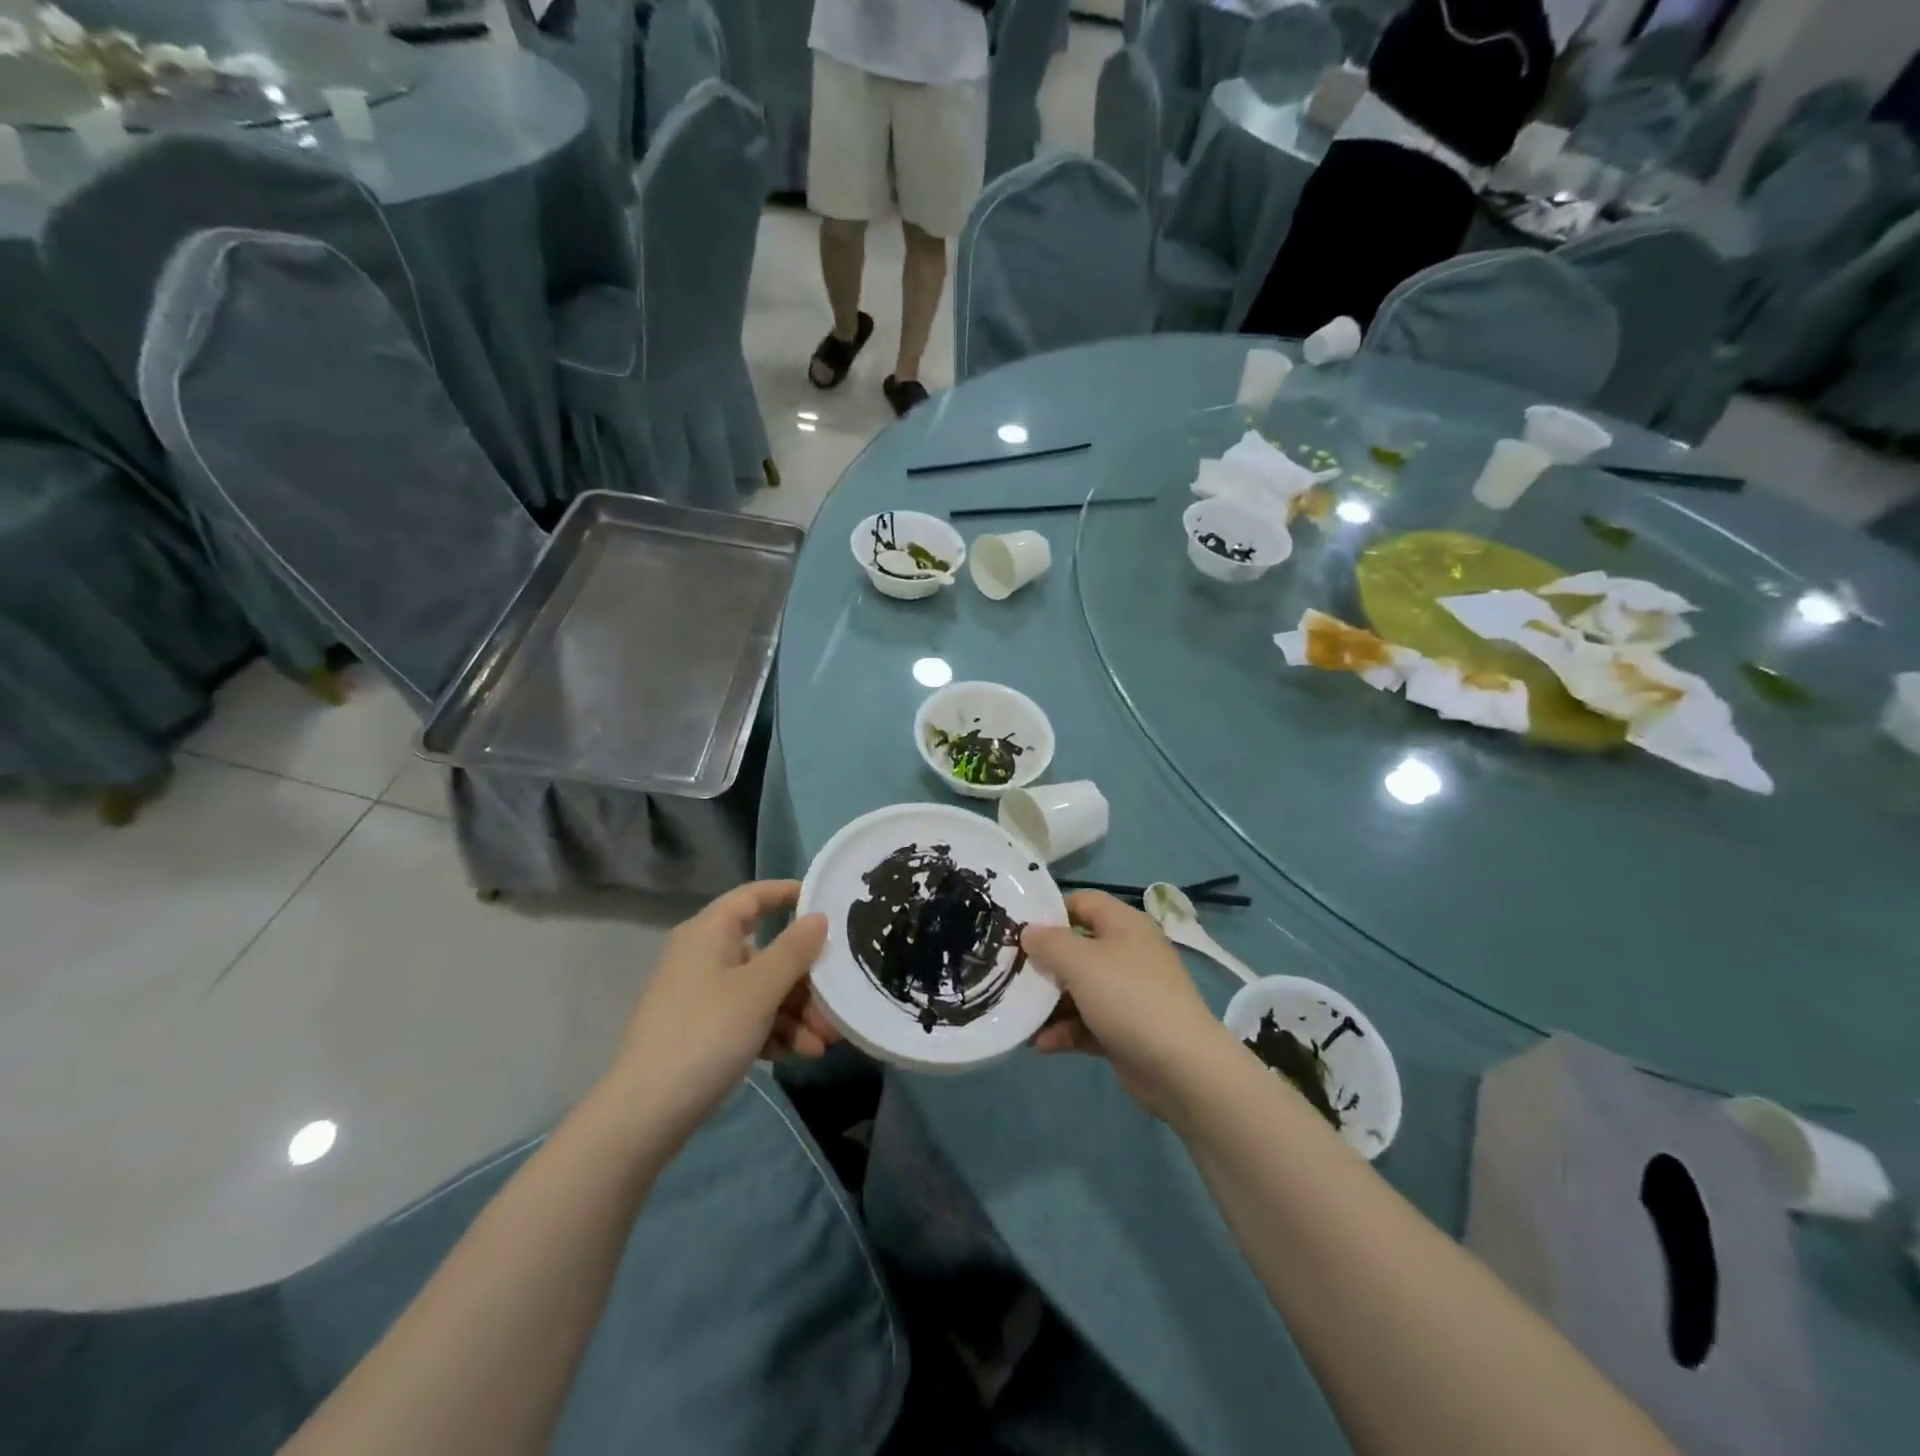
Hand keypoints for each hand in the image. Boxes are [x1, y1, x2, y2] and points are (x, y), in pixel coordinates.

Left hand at [606, 880, 834, 1143]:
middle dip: (806, 980)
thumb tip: (818, 916)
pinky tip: (799, 1054)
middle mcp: (704, 956)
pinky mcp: (702, 1030)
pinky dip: (774, 1031)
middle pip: (767, 951)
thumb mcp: (759, 990)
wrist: (644, 1115)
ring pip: (761, 990)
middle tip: (837, 1003)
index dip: (789, 894)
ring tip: (824, 1044)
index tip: (828, 904)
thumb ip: (794, 950)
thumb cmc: (706, 1035)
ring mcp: (701, 995)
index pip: (754, 896)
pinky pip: (747, 1018)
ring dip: (796, 1013)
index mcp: (710, 932)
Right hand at [1022, 891, 1234, 1121]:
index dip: (1051, 912)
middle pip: (1077, 948)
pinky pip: (1088, 1023)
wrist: (1182, 1067)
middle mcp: (1127, 953)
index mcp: (1123, 925)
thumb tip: (1029, 931)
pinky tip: (1039, 1045)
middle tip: (1009, 973)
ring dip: (1049, 1003)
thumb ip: (1049, 943)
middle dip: (1044, 963)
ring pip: (1080, 989)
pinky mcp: (1126, 1030)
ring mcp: (1129, 994)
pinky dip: (1065, 1031)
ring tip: (1018, 1015)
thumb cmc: (1128, 998)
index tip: (1018, 929)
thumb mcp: (1081, 963)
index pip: (1083, 902)